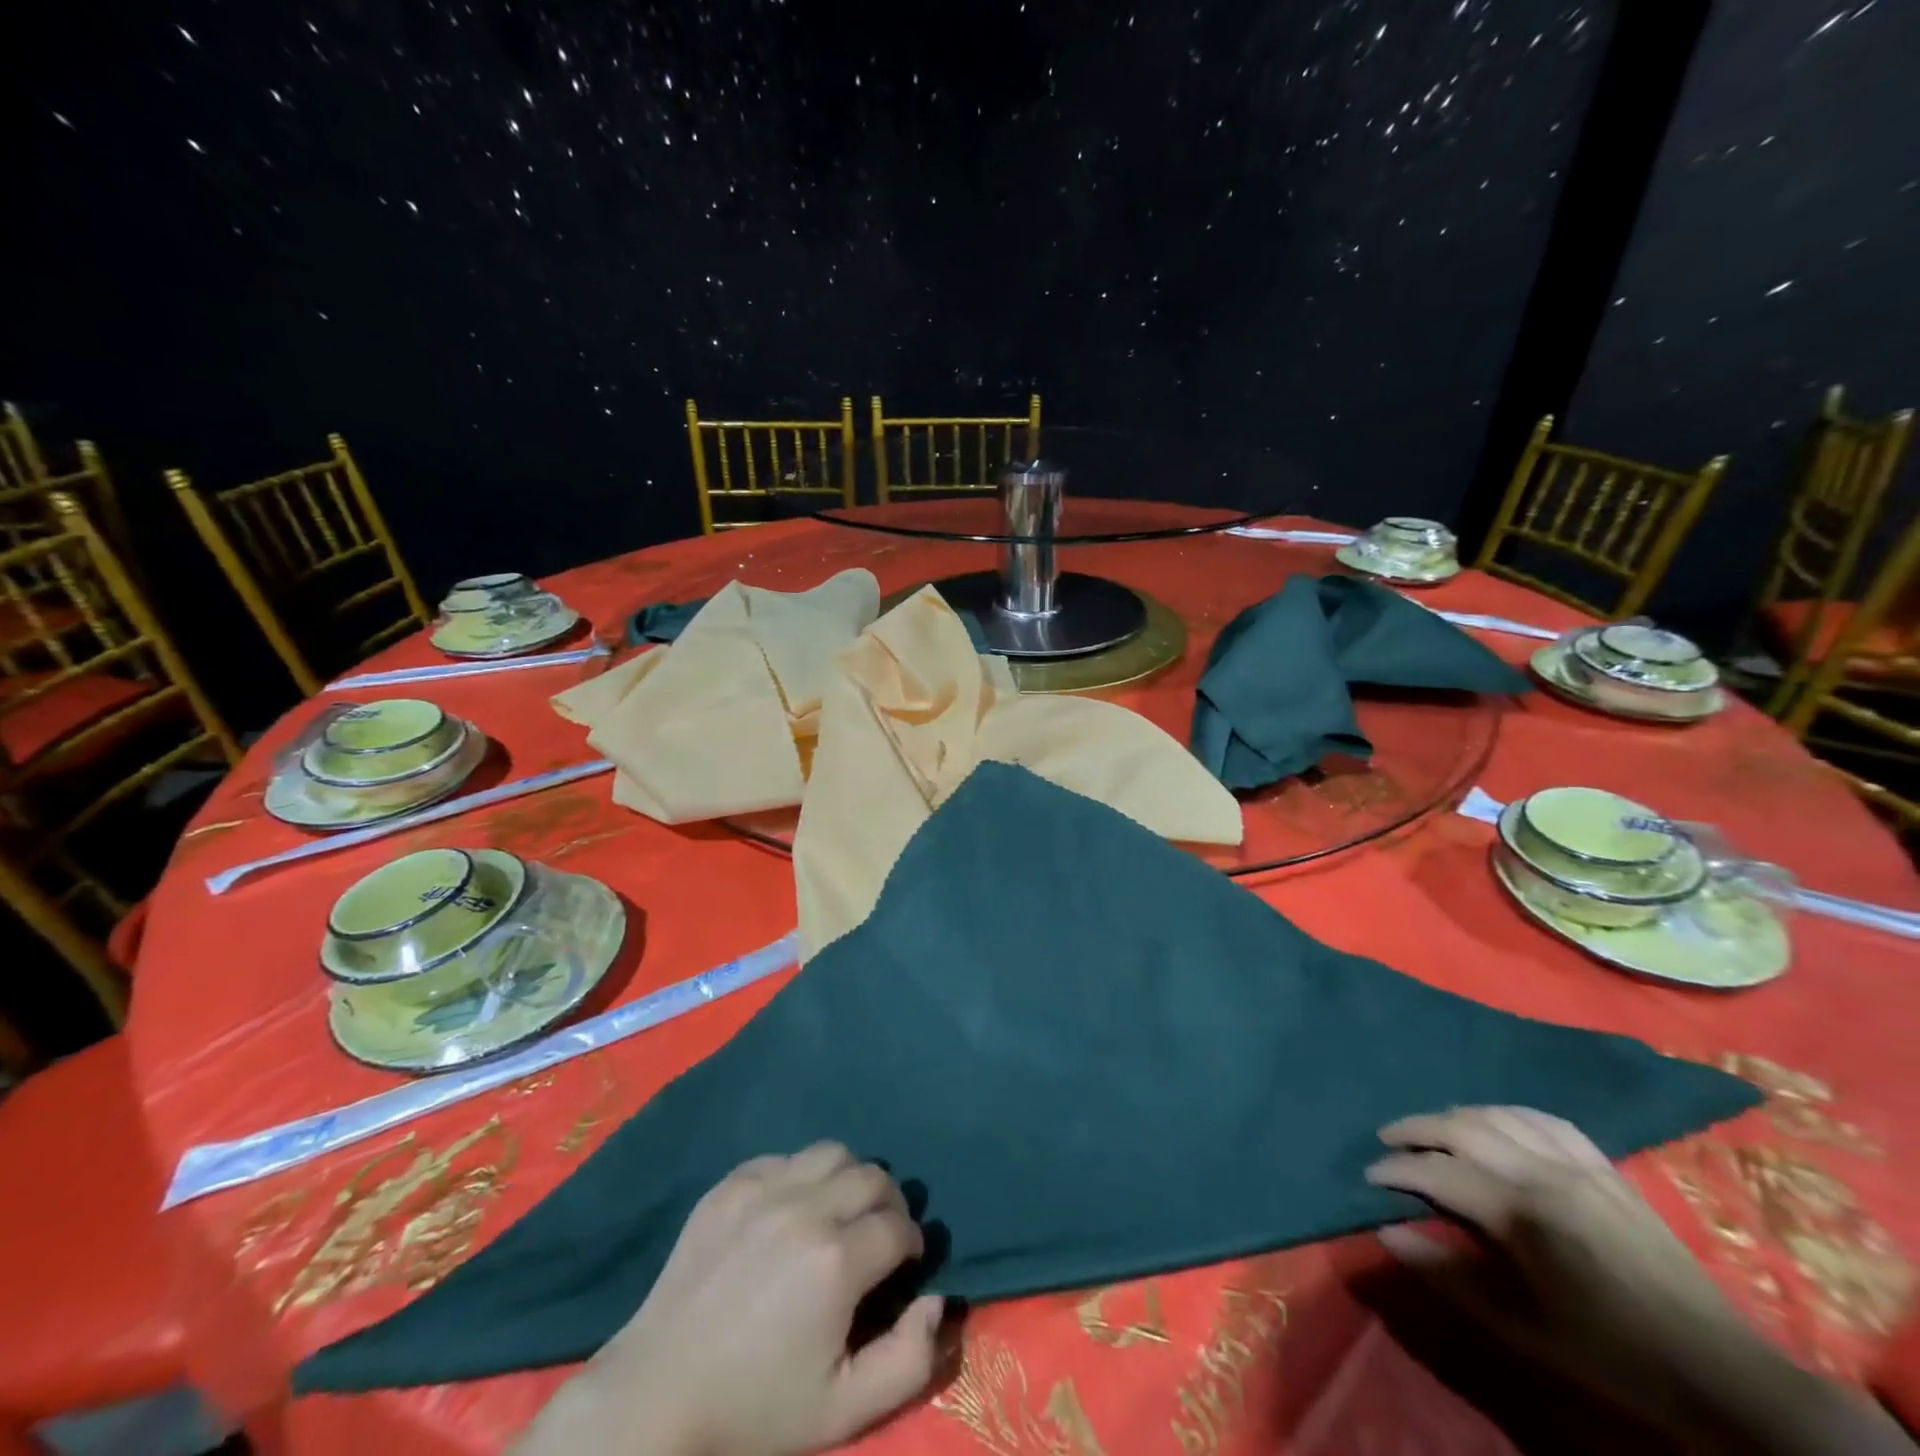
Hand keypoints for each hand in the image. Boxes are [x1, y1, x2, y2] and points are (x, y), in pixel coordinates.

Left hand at [515, 1144, 942, 1455]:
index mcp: (836, 1261)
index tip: (903, 1266)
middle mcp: (805, 1208)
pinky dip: (801, 1176)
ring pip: (833, 1152)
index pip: (900, 1226)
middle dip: (890, 1203)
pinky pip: (785, 1157)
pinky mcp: (731, 1183)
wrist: (657, 1397)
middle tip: (879, 1236)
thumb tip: (938, 1299)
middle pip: (874, 1176)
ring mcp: (764, 1188)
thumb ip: (910, 1359)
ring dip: (850, 1178)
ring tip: (840, 1213)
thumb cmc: (754, 1409)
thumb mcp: (844, 1411)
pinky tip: (791, 1212)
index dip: (911, 1245)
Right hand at [1366, 1107, 1913, 1453]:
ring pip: (1496, 1115)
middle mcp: (1544, 1173)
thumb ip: (1448, 1274)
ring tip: (1430, 1129)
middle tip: (1386, 1140)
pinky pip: (1543, 1119)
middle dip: (1414, 1129)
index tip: (1369, 1174)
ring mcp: (1578, 1163)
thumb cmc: (1609, 1353)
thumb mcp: (1521, 1328)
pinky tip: (1492, 1122)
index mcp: (1523, 1215)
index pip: (1438, 1173)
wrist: (1718, 1370)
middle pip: (1461, 1128)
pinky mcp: (1604, 1165)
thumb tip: (1386, 1232)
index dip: (1396, 1170)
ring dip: (1453, 1116)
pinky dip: (1505, 1113)